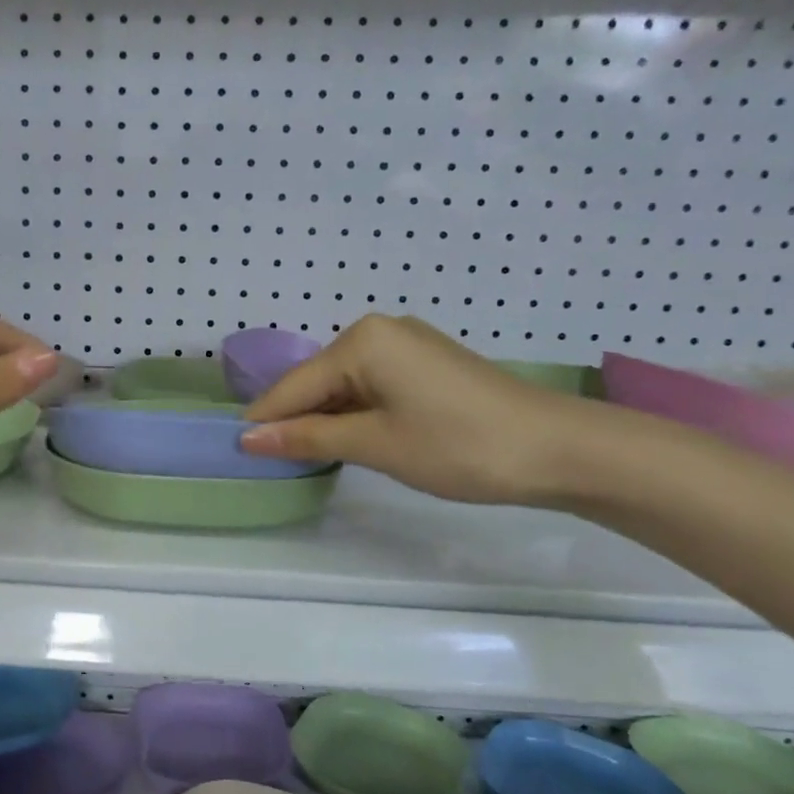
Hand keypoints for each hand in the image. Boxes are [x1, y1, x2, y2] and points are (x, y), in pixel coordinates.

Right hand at [239, 314, 599, 505]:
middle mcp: (380, 330)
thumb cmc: (458, 445)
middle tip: (270, 463)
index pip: (295, 385)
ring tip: (304, 458)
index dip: (265, 421)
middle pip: (318, 381)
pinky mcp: (427, 363)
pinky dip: (356, 413)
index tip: (235, 452)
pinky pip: (372, 385)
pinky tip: (350, 439)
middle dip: (295, 420)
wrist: (558, 448)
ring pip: (345, 385)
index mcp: (362, 340)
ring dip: (326, 419)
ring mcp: (407, 344)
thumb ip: (308, 438)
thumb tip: (248, 438)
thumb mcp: (375, 444)